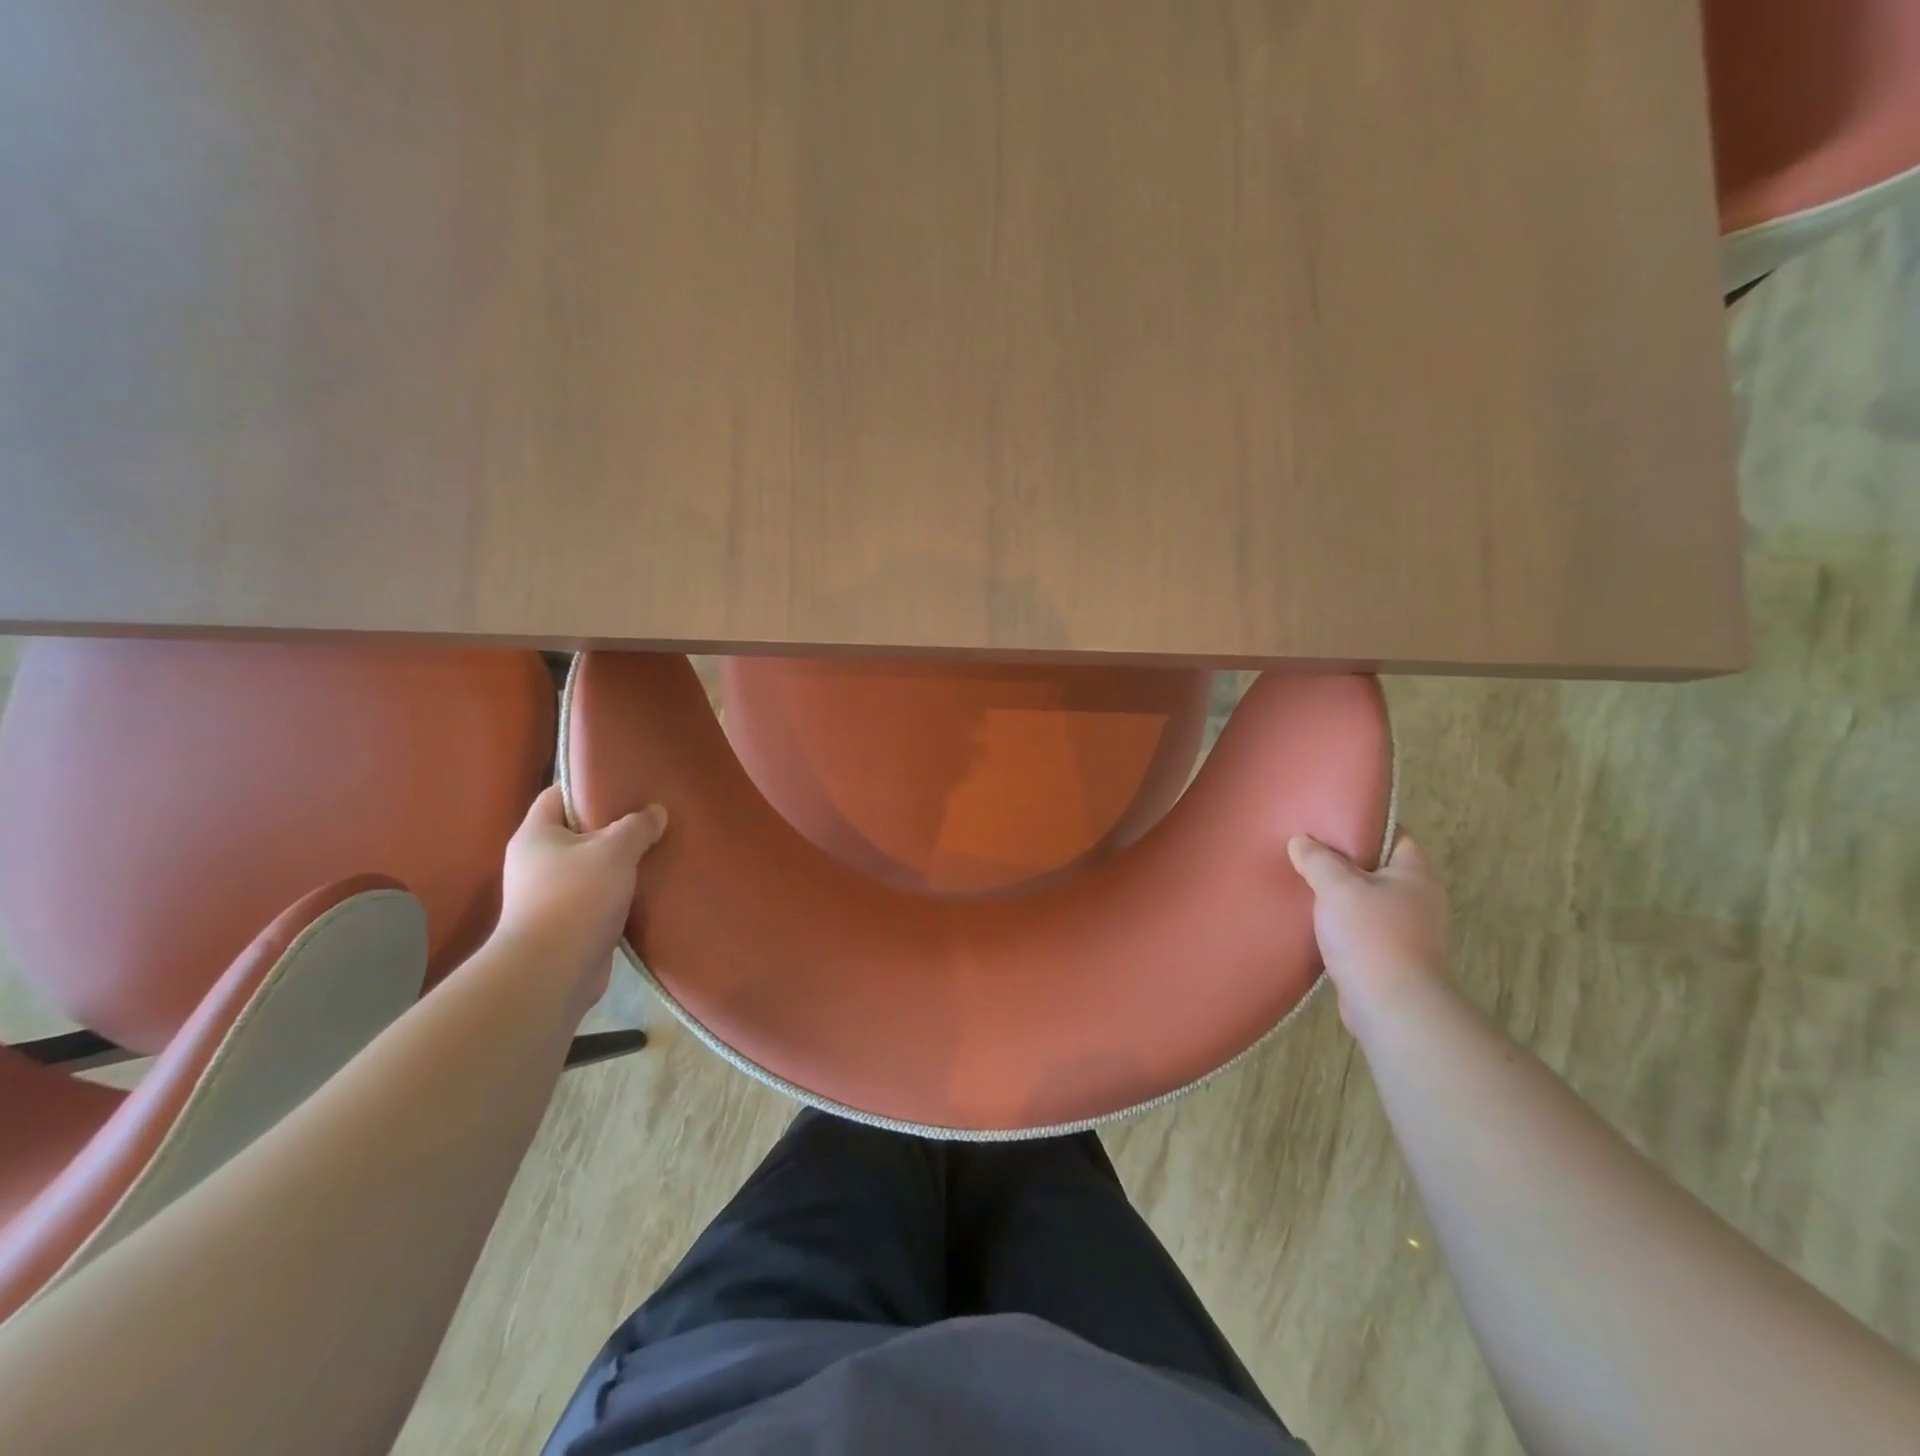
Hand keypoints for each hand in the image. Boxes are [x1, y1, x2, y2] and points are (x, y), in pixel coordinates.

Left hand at [499, 786, 667, 1009]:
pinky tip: (649, 888)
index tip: (623, 782)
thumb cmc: (576, 897)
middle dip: (612, 826)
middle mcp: (535, 862)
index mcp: (535, 835)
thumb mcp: (614, 851)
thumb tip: (655, 812)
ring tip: (656, 850)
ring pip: (591, 867)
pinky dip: (620, 893)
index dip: (587, 785)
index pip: (556, 795)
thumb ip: (637, 826)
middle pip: (577, 831)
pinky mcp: (567, 924)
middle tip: (650, 816)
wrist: (553, 970)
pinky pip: (597, 897)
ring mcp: (548, 895)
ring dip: (619, 862)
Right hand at [1287, 834, 1448, 1034]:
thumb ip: (1318, 860)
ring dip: (1339, 895)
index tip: (1328, 821)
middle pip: (1377, 867)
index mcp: (1414, 873)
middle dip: (1344, 861)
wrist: (1393, 1005)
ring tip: (1302, 882)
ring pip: (1366, 900)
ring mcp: (1407, 931)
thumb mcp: (1337, 887)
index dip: (1363, 825)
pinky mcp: (1389, 957)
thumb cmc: (1371, 934)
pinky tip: (1312, 920)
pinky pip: (1361, 928)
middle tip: (1306, 850)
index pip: (1393, 835)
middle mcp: (1417, 898)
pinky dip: (1340, 923)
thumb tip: (1301, 841)